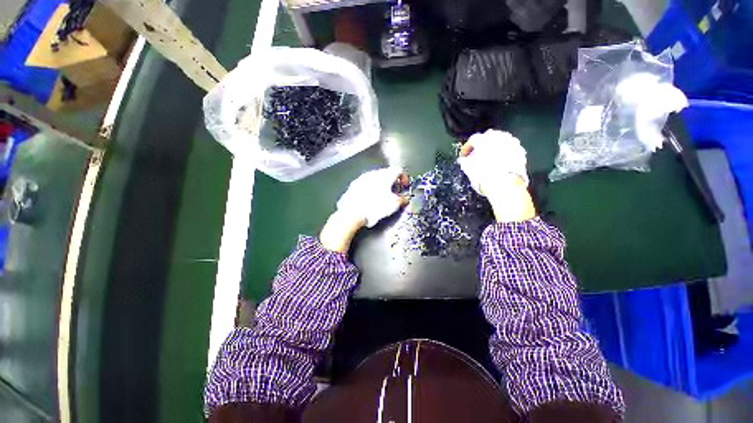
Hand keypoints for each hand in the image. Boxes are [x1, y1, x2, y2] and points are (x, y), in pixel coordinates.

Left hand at [320, 167, 408, 251]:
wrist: (352, 212)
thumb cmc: (375, 206)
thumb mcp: (394, 204)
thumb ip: (402, 199)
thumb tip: (405, 199)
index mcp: (385, 175)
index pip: (399, 170)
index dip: (404, 178)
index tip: (405, 186)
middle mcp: (373, 173)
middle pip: (386, 173)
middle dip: (392, 182)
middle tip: (395, 192)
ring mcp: (362, 178)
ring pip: (375, 179)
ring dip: (381, 185)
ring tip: (382, 196)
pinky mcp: (353, 185)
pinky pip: (365, 185)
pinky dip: (370, 189)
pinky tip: (370, 199)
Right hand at [458, 130, 535, 221]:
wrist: (505, 186)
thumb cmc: (484, 177)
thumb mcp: (469, 170)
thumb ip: (465, 162)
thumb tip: (464, 160)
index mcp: (483, 140)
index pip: (473, 139)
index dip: (467, 148)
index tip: (465, 156)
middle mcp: (499, 137)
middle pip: (489, 136)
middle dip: (482, 144)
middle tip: (477, 154)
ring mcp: (511, 143)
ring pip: (501, 140)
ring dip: (495, 147)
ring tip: (490, 158)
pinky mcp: (521, 151)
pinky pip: (510, 148)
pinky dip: (505, 152)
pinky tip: (501, 162)